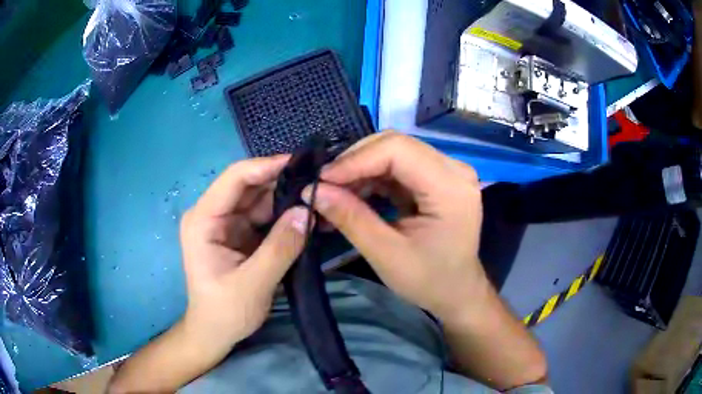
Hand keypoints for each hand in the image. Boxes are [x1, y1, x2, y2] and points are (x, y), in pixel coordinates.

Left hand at [180, 155, 309, 346]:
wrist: (215, 333)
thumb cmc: (225, 312)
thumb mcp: (253, 283)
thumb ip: (280, 248)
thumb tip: (307, 210)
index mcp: (203, 219)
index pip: (235, 178)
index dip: (267, 166)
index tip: (302, 163)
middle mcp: (212, 214)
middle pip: (249, 186)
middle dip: (282, 181)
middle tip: (319, 179)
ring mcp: (227, 223)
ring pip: (260, 199)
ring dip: (287, 198)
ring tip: (319, 194)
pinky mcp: (240, 234)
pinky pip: (265, 216)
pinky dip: (285, 215)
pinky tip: (307, 213)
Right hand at [302, 131, 486, 322]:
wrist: (456, 291)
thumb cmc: (429, 280)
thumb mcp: (386, 255)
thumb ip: (351, 219)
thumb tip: (314, 191)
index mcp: (450, 187)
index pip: (397, 149)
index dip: (355, 159)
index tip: (322, 180)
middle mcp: (454, 169)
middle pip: (395, 145)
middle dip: (355, 162)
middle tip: (325, 186)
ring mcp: (446, 171)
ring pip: (393, 152)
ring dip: (361, 170)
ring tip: (335, 193)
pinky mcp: (436, 178)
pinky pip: (398, 166)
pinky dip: (372, 178)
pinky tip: (353, 195)